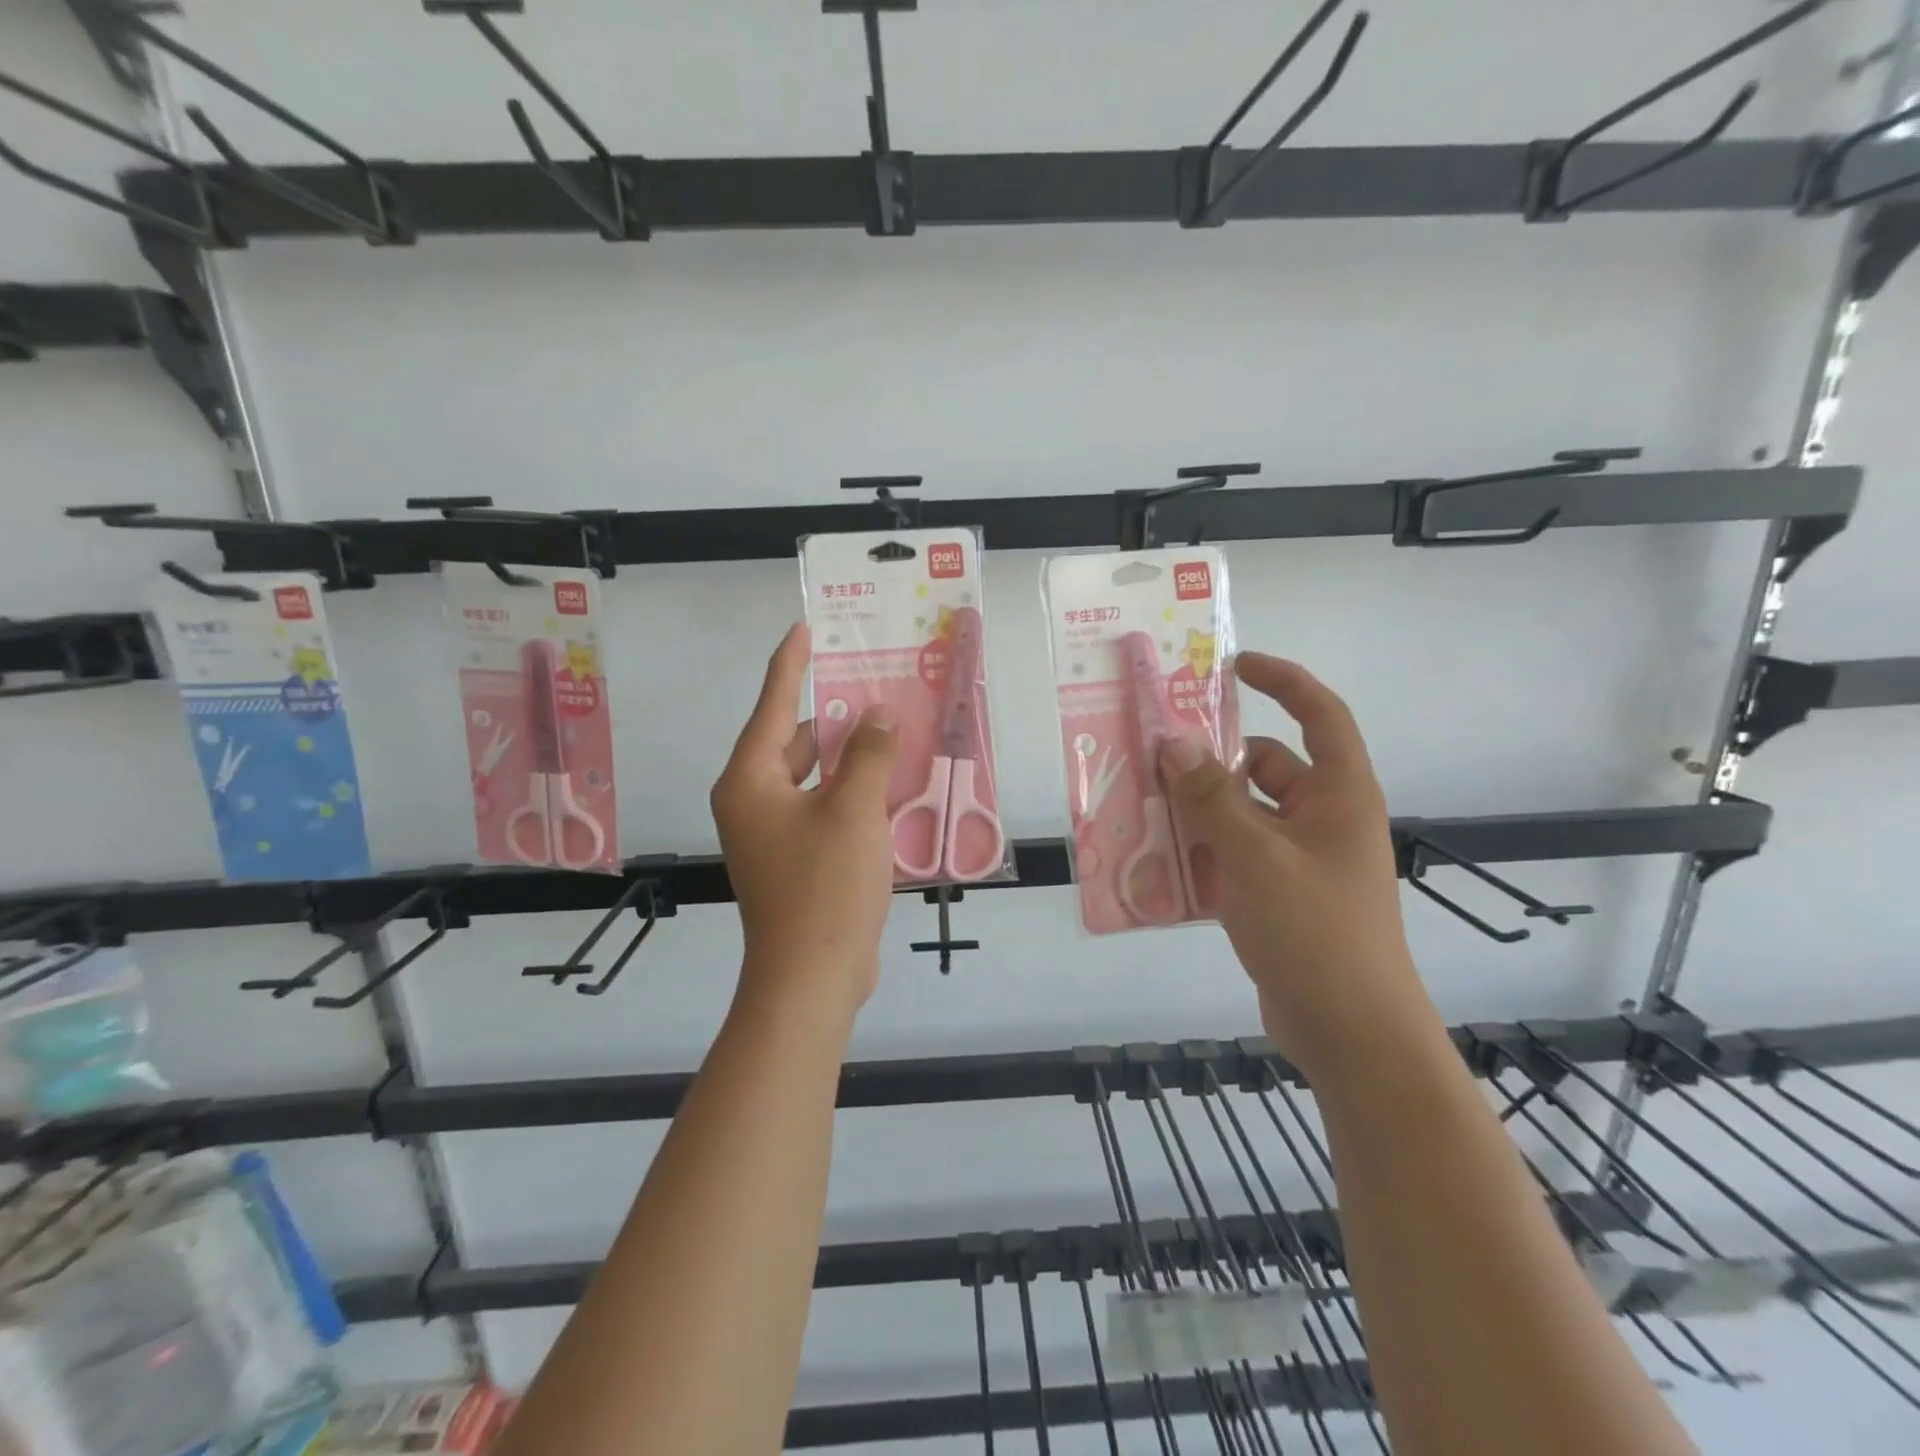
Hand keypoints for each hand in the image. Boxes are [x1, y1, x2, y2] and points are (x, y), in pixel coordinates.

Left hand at [711, 624, 899, 1018]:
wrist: (812, 978)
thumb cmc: (825, 886)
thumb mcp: (854, 810)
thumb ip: (867, 754)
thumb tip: (877, 715)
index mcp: (750, 781)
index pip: (770, 706)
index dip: (789, 665)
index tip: (803, 629)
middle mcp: (752, 801)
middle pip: (793, 742)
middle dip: (833, 718)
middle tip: (875, 689)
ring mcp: (772, 833)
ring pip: (812, 777)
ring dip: (848, 758)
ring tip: (891, 732)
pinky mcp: (794, 858)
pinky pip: (823, 808)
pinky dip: (850, 793)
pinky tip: (889, 785)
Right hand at [1162, 653, 1435, 1077]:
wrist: (1351, 1034)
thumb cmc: (1316, 932)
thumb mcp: (1256, 857)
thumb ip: (1212, 798)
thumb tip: (1173, 743)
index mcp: (1339, 795)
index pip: (1319, 714)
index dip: (1282, 680)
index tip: (1232, 666)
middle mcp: (1322, 818)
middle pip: (1265, 766)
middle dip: (1212, 758)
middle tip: (1153, 750)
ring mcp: (1298, 859)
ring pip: (1241, 813)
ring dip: (1196, 807)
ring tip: (1139, 802)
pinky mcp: (1277, 895)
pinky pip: (1232, 854)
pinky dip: (1199, 850)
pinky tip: (1154, 857)